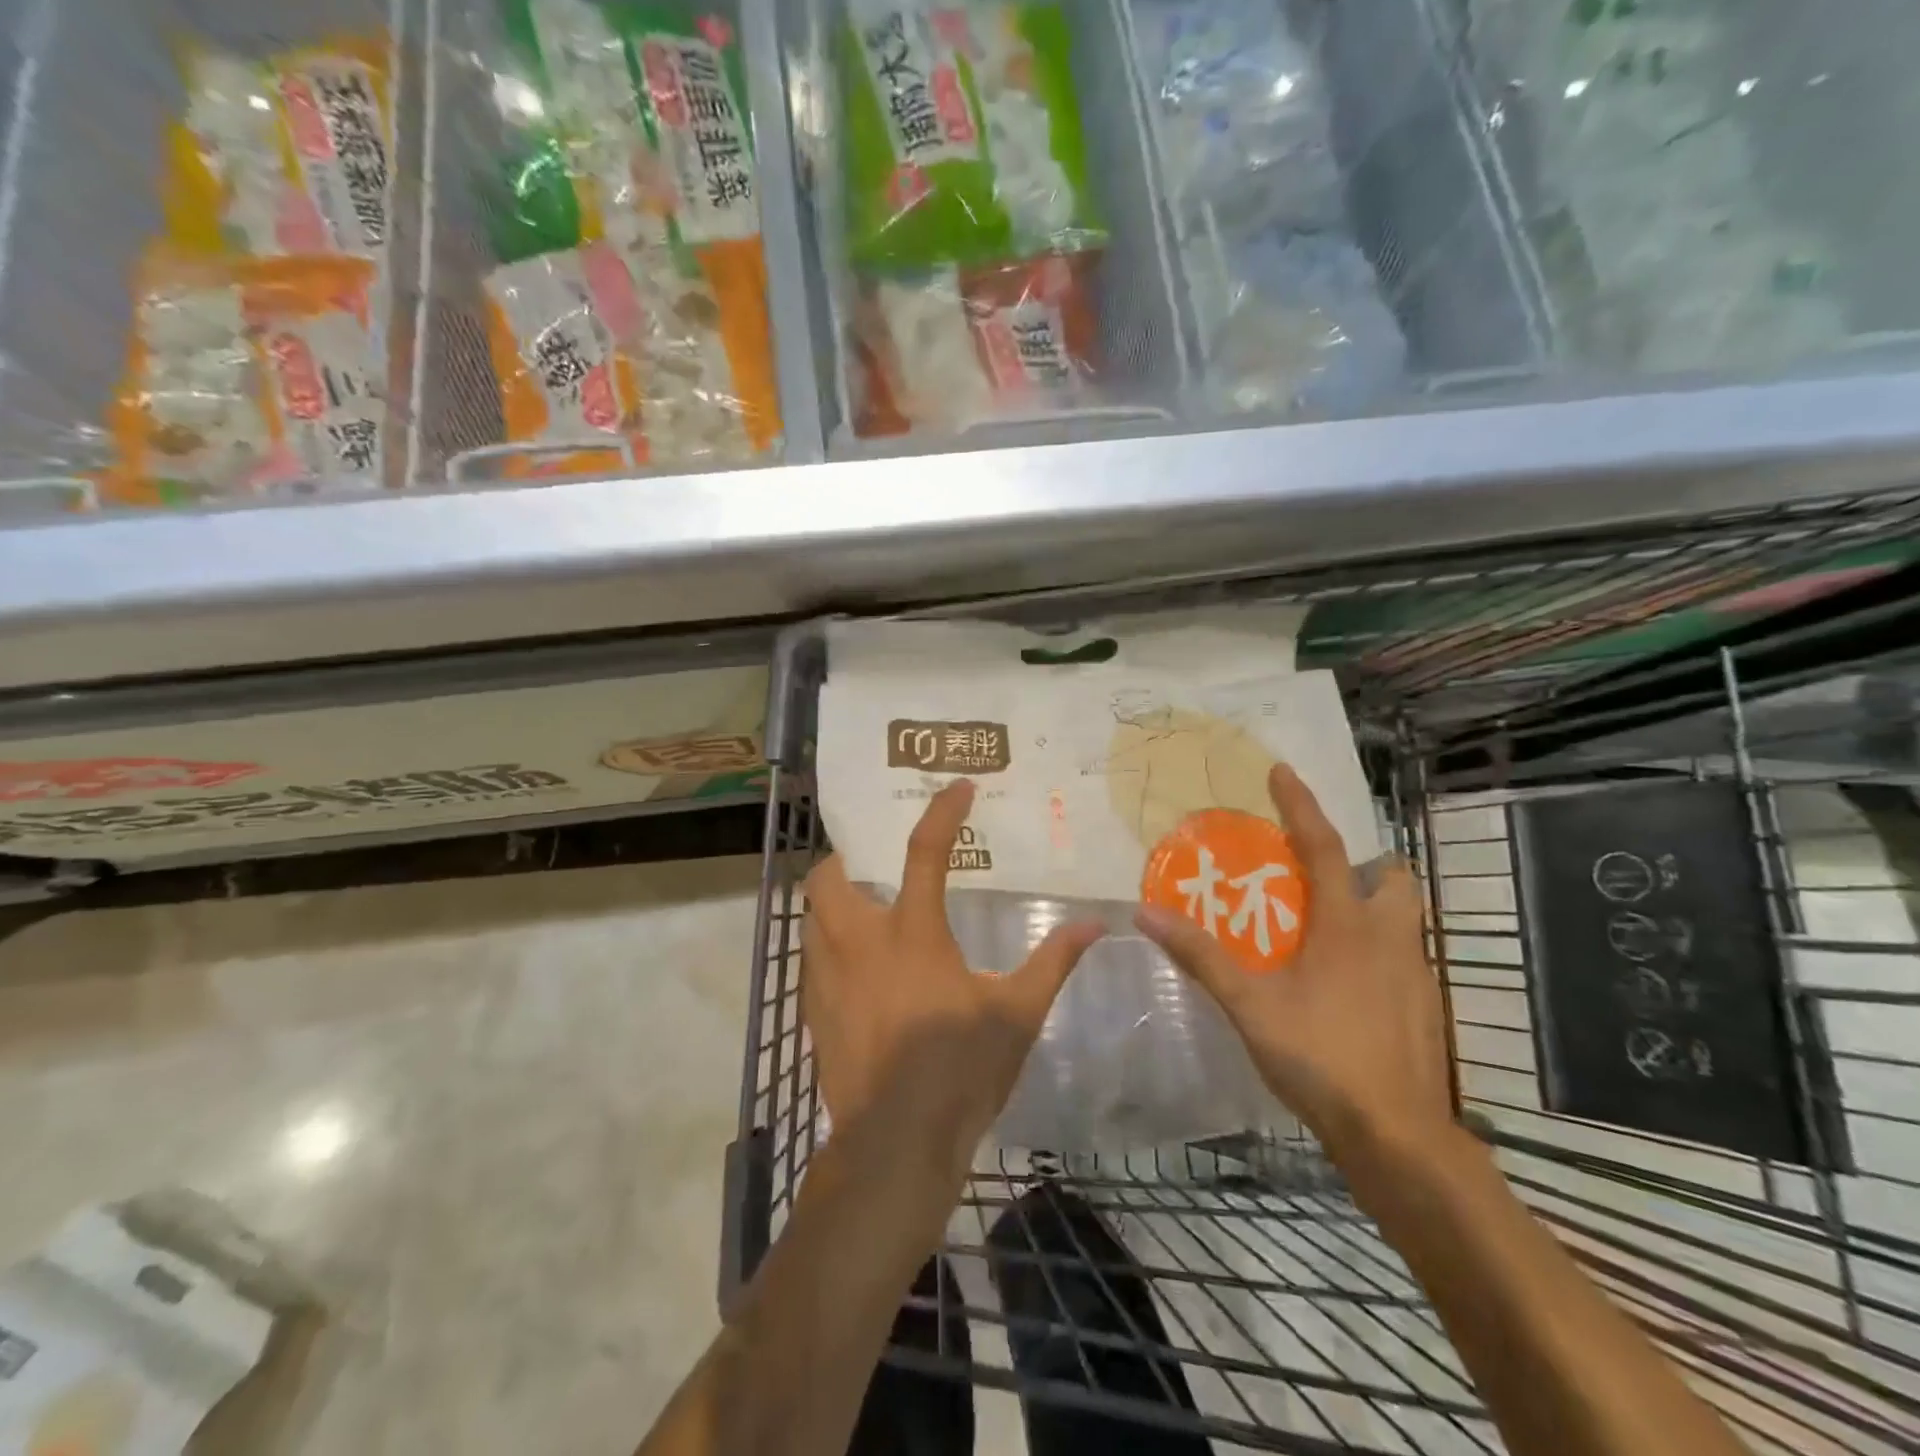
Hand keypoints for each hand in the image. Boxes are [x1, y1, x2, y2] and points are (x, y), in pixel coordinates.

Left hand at [801, 780, 1102, 1166]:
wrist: (895, 1144)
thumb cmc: (960, 1069)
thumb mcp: (1018, 1014)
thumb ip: (1052, 962)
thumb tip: (1096, 925)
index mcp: (912, 932)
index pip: (925, 851)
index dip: (943, 812)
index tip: (958, 788)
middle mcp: (859, 941)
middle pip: (828, 876)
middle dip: (845, 859)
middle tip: (873, 866)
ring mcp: (827, 976)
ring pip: (810, 916)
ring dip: (832, 903)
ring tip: (864, 911)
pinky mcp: (813, 1011)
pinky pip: (811, 959)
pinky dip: (827, 946)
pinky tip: (856, 969)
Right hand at [1135, 765, 1453, 1162]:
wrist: (1396, 1137)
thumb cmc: (1321, 1057)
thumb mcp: (1249, 1005)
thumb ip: (1200, 956)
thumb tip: (1146, 914)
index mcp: (1347, 926)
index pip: (1324, 846)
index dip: (1301, 805)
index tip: (1282, 771)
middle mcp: (1390, 938)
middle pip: (1391, 877)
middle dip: (1363, 862)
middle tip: (1318, 872)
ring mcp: (1415, 974)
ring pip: (1404, 917)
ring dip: (1372, 905)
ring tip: (1326, 924)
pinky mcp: (1424, 1008)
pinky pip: (1403, 956)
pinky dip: (1376, 948)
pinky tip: (1344, 982)